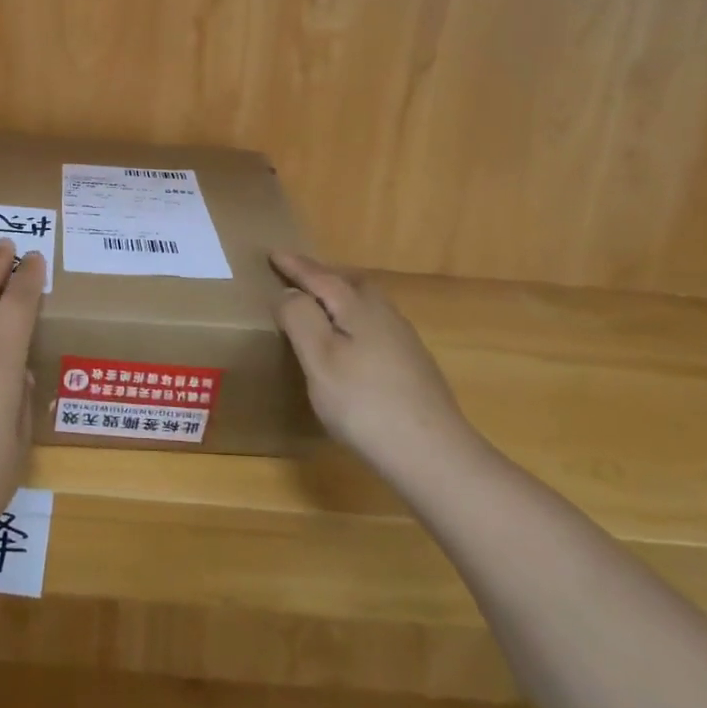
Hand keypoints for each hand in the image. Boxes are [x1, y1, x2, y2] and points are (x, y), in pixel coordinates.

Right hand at [272, 252, 477, 480]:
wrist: (433, 454)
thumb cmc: (365, 403)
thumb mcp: (319, 359)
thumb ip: (300, 318)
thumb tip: (289, 291)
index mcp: (358, 308)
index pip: (320, 277)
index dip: (295, 266)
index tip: (273, 253)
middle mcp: (384, 315)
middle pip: (351, 284)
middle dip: (323, 277)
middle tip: (298, 278)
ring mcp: (404, 342)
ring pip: (367, 306)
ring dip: (342, 299)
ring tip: (320, 309)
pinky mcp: (413, 367)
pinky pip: (376, 327)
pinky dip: (355, 323)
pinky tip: (352, 346)